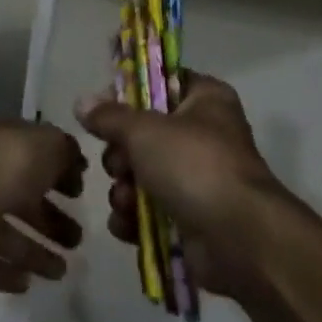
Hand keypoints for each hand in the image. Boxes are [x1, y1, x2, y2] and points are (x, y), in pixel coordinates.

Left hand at [0, 118, 86, 293]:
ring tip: (62, 272)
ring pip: (8, 234)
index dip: (60, 170)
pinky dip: (5, 273)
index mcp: (2, 141)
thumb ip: (66, 151)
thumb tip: (76, 163)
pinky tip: (28, 284)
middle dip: (52, 218)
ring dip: (35, 252)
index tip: (81, 192)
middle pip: (23, 198)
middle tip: (77, 238)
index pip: (34, 153)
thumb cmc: (0, 166)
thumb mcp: (46, 144)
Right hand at [77, 71, 279, 296]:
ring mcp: (198, 179)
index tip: (104, 107)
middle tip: (119, 164)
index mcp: (206, 100)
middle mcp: (204, 135)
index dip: (130, 92)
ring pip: (142, 174)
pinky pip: (149, 211)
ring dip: (124, 189)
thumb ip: (110, 116)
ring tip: (126, 200)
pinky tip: (127, 225)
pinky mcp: (191, 219)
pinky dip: (135, 218)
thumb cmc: (195, 166)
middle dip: (121, 154)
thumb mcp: (145, 130)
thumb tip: (82, 102)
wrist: (238, 239)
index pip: (162, 82)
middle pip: (145, 133)